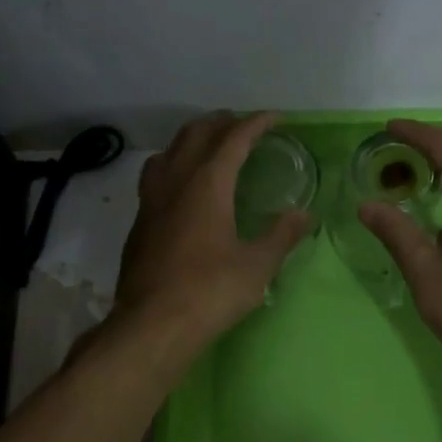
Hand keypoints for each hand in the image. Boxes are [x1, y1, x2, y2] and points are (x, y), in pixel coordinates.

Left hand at [114, 112, 312, 350]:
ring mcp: (151, 202)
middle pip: (194, 135)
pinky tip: (181, 188)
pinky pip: (154, 177)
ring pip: (167, 152)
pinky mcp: (138, 224)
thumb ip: (281, 235)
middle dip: (220, 123)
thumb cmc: (210, 291)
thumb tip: (303, 215)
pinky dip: (172, 165)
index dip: (255, 124)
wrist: (152, 324)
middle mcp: (175, 182)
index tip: (274, 117)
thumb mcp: (257, 266)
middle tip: (241, 125)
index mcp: (207, 184)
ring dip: (190, 140)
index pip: (233, 140)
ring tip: (208, 145)